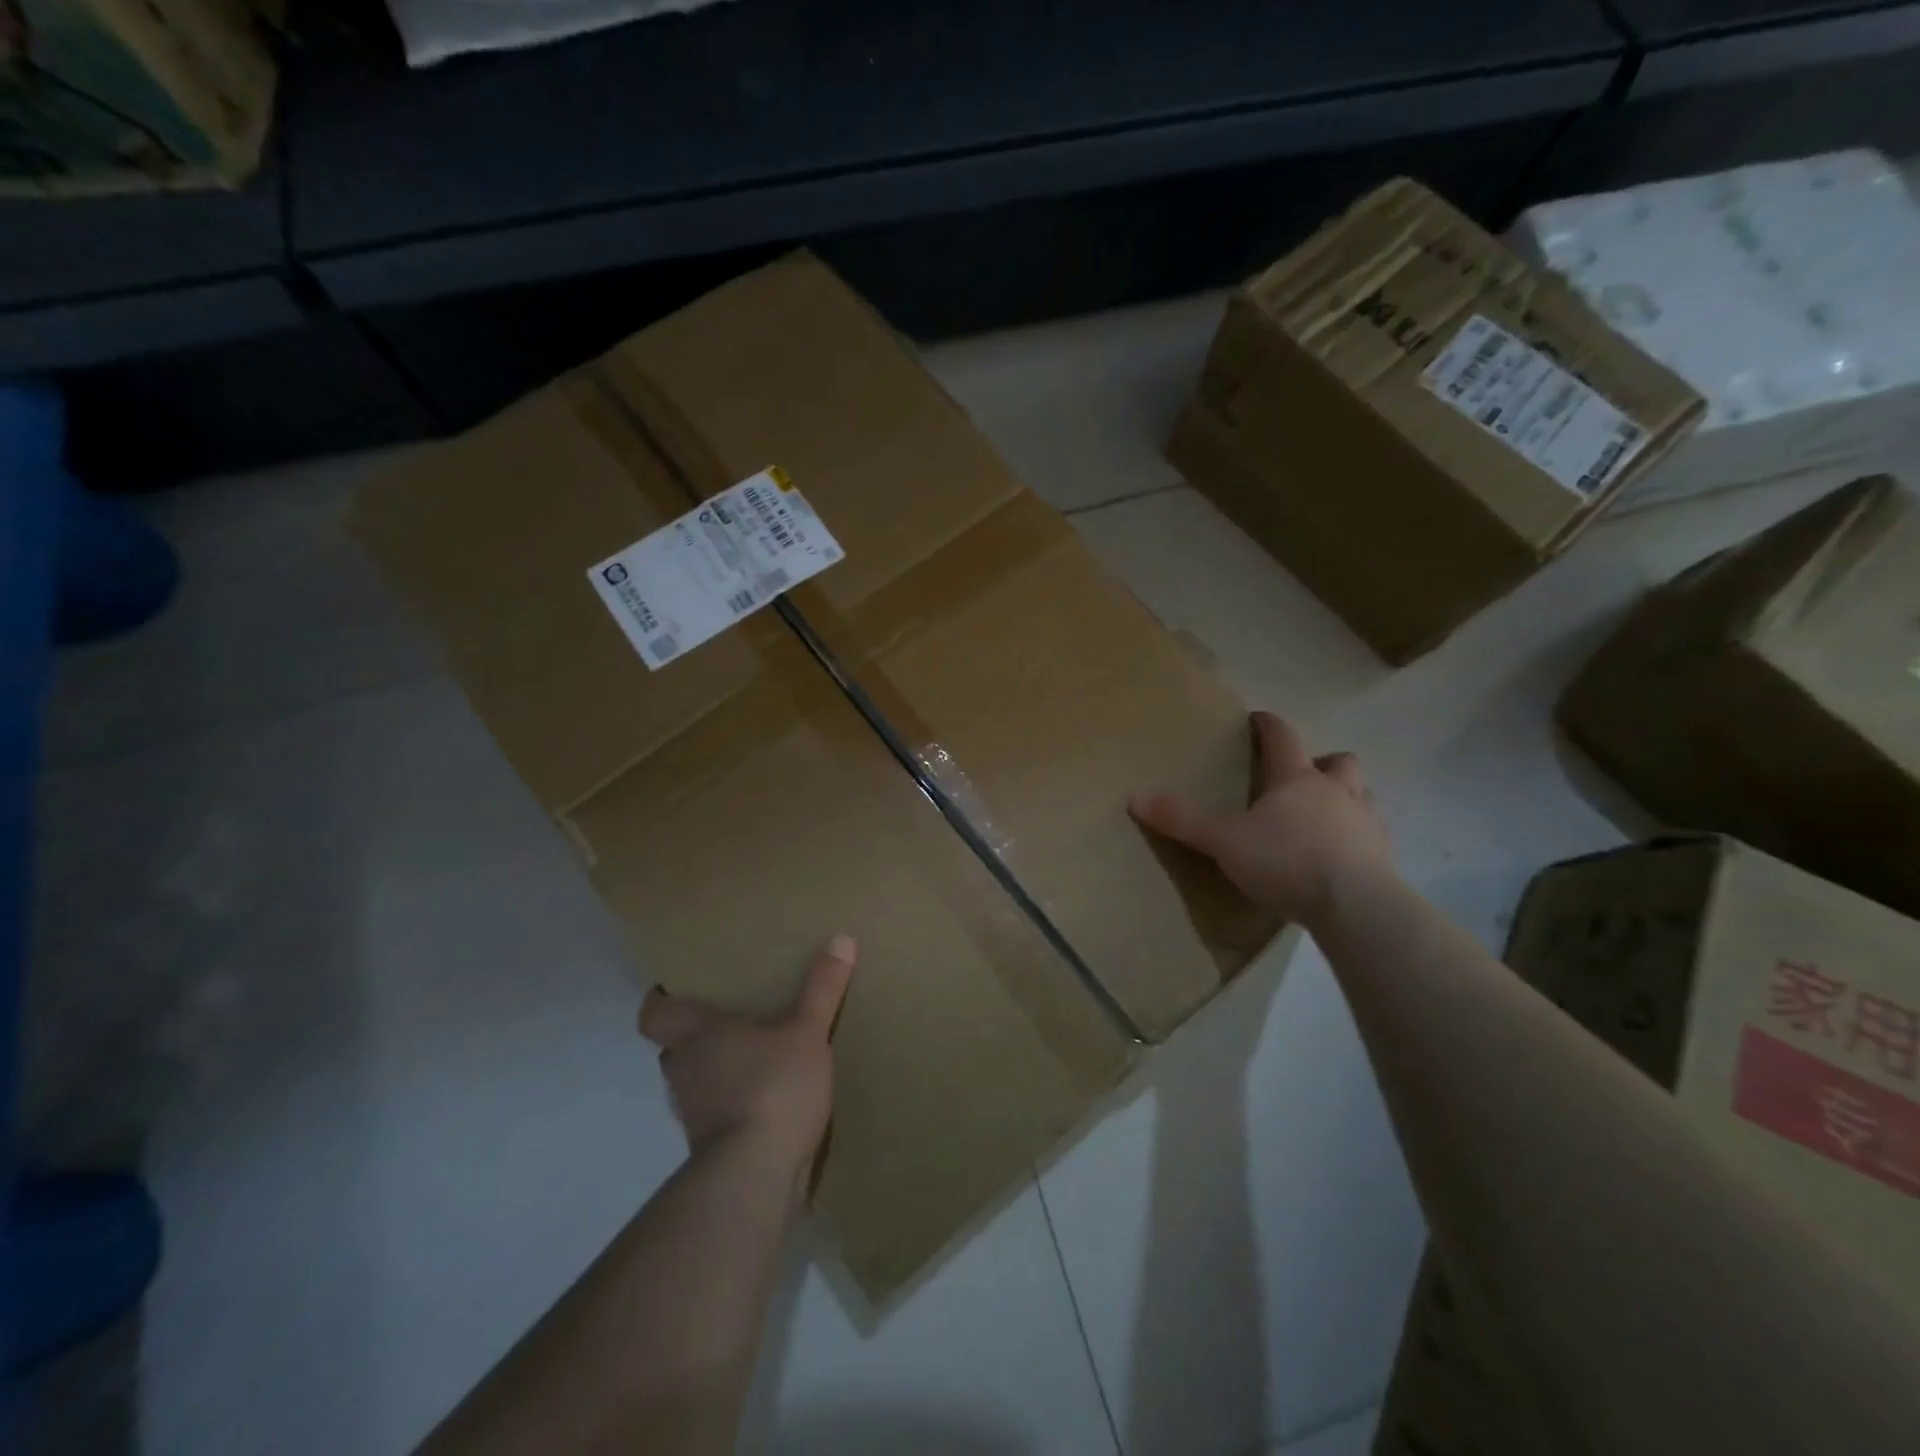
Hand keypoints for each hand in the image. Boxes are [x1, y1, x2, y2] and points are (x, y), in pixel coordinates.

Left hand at [639, 935, 855, 1195]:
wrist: (757, 1175)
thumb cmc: (772, 1085)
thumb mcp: (807, 1031)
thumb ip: (821, 988)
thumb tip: (841, 939)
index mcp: (696, 1035)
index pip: (654, 1015)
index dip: (659, 1001)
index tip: (673, 988)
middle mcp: (684, 1072)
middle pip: (673, 1048)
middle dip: (695, 1036)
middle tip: (727, 1017)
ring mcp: (694, 1114)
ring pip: (695, 1082)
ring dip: (715, 1071)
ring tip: (751, 1056)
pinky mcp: (710, 1149)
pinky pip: (715, 1114)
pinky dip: (732, 1104)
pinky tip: (765, 1099)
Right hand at [1129, 712, 1392, 929]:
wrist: (1355, 906)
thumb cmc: (1286, 861)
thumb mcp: (1223, 841)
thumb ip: (1183, 821)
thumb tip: (1135, 799)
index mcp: (1296, 780)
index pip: (1283, 737)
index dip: (1268, 725)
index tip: (1257, 719)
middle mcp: (1337, 791)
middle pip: (1338, 761)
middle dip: (1321, 762)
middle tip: (1302, 778)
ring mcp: (1366, 822)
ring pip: (1363, 794)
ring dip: (1346, 797)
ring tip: (1325, 816)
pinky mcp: (1384, 856)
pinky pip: (1373, 835)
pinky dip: (1358, 837)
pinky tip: (1342, 857)